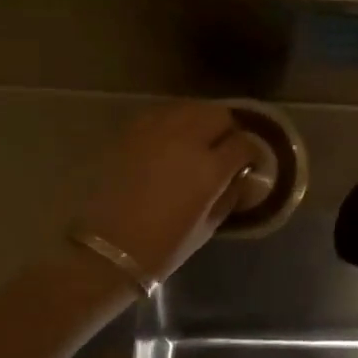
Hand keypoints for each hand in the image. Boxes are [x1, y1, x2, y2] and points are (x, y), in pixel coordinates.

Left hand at [73, 103, 255, 280]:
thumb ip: (229, 194)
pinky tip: (169, 140)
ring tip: (196, 140)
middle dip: (227, 129)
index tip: (248, 162)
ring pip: (189, 108)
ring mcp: (156, 132)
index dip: (250, 152)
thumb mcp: (209, 226)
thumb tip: (240, 176)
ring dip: (199, 120)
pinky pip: (161, 114)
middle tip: (223, 148)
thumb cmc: (164, 246)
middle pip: (218, 115)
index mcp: (210, 168)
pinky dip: (172, 122)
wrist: (108, 249)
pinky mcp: (130, 132)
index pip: (243, 143)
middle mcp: (186, 140)